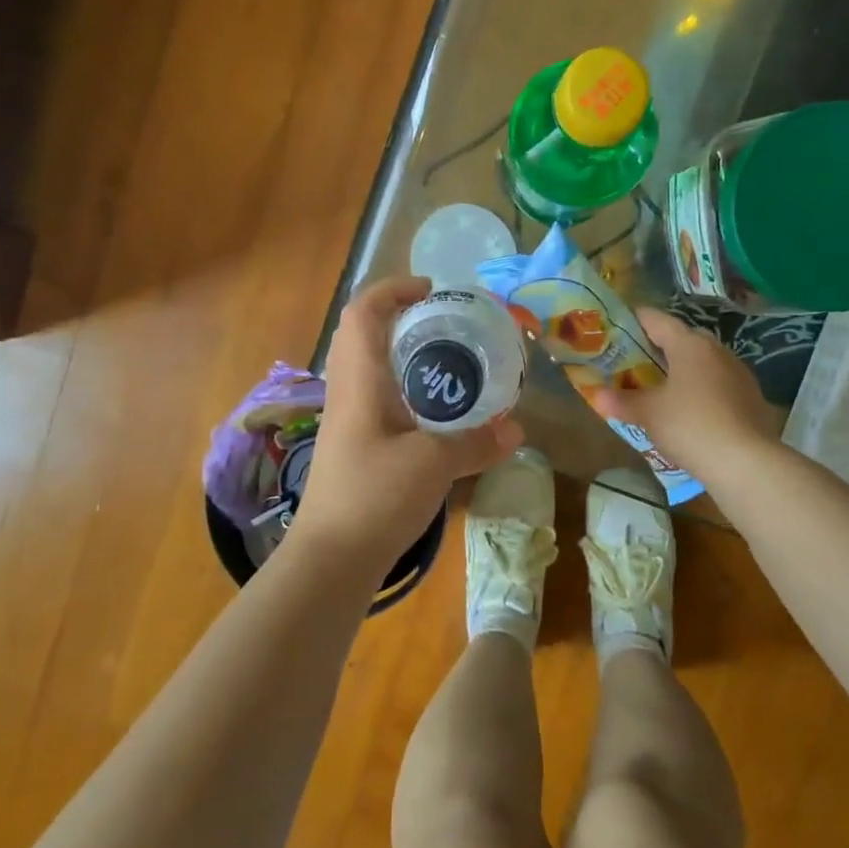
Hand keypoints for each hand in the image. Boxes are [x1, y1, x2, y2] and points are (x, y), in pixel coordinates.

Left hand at [290, 277, 523, 568]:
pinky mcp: (357, 445)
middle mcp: (349, 390)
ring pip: (376, 368)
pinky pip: (383, 399)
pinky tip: (442, 413)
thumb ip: (476, 441)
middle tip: (453, 326)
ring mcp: (350, 419)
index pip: (363, 312)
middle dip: (407, 320)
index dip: (393, 289)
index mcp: (359, 379)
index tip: (433, 291)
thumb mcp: (433, 464)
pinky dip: (412, 391)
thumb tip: (517, 427)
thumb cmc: (373, 496)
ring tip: (455, 364)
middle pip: (368, 334)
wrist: (331, 558)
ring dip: (410, 356)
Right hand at [591, 308, 774, 474]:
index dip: (635, 319)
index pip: (657, 320)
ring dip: (682, 369)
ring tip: (660, 385)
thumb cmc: (690, 425)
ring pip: (703, 362)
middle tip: (635, 360)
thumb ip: (622, 401)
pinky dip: (700, 388)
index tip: (618, 324)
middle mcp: (716, 350)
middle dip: (659, 346)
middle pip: (682, 339)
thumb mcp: (648, 413)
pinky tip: (688, 409)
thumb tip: (598, 395)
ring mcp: (738, 373)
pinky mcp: (751, 397)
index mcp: (689, 345)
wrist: (745, 462)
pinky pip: (718, 383)